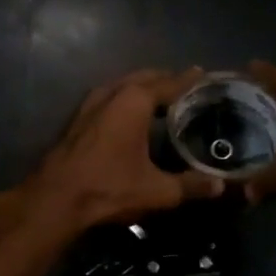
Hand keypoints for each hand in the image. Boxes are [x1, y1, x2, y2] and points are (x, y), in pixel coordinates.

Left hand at [16, 69, 224, 232]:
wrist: (55, 200)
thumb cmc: (109, 188)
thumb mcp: (157, 191)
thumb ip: (191, 185)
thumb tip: (220, 186)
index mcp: (135, 100)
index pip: (171, 83)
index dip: (191, 80)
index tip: (207, 75)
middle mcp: (112, 93)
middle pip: (145, 78)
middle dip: (167, 80)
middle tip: (189, 87)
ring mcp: (90, 103)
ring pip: (123, 85)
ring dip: (144, 87)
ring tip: (163, 98)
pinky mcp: (78, 118)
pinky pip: (109, 97)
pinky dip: (126, 98)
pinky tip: (132, 115)